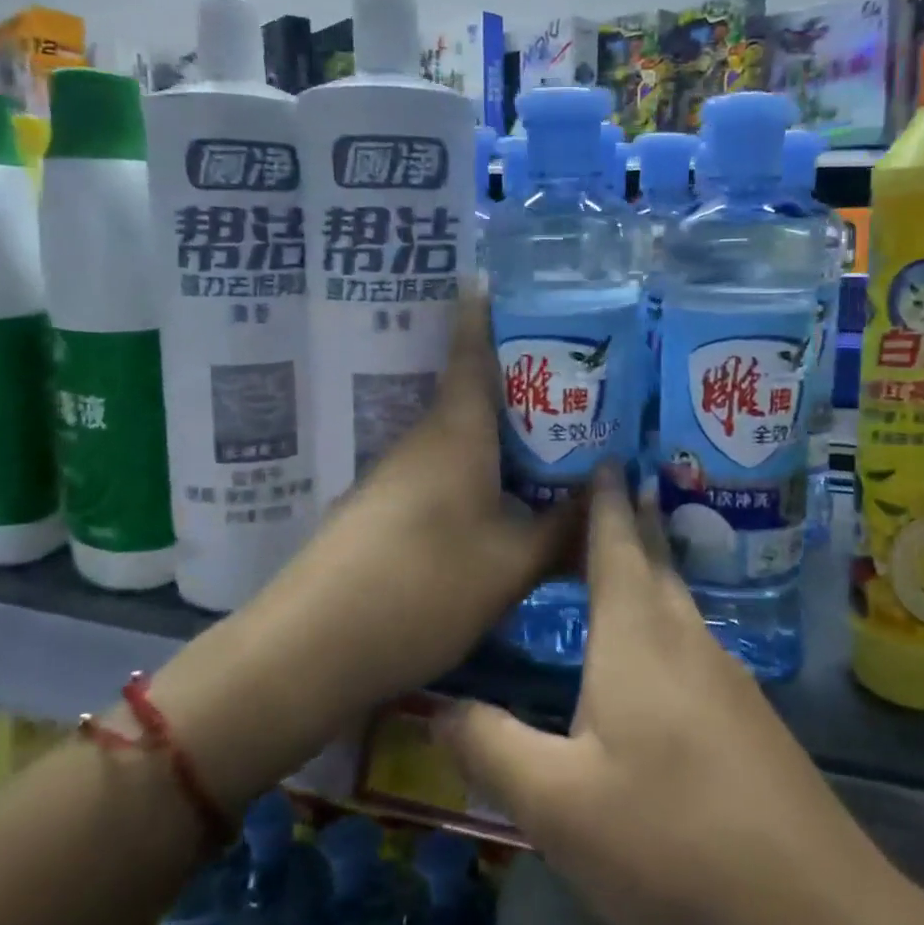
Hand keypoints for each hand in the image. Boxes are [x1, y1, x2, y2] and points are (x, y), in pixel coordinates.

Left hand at [264, 294, 582, 710]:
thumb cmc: (423, 587)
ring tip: (558, 444)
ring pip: (462, 440)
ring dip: (504, 437)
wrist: (313, 648)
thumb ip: (564, 529)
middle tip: (579, 384)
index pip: (471, 351)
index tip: (495, 275)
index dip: (484, 312)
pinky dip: (480, 475)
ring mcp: (398, 477)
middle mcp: (424, 441)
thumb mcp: (511, 564)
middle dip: (522, 385)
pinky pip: (445, 475)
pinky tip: (508, 502)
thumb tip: (610, 493)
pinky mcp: (384, 512)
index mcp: (456, 432)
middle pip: (474, 395)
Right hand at [439, 470, 903, 924]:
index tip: (599, 451)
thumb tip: (435, 705)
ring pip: (675, 601)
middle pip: (652, 559)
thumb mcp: (557, 805)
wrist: (816, 921)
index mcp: (638, 635)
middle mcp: (686, 638)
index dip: (604, 496)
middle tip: (596, 487)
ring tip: (611, 558)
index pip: (616, 540)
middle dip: (625, 520)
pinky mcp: (746, 719)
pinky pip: (690, 641)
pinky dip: (660, 619)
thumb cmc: (672, 843)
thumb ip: (490, 747)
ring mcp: (725, 677)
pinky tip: (647, 653)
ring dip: (645, 568)